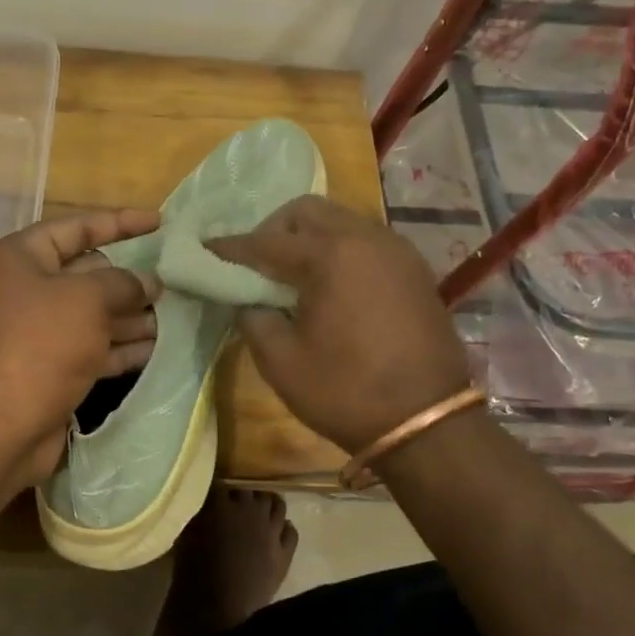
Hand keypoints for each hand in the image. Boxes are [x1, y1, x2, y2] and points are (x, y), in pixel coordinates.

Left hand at [0, 208, 161, 488]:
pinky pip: (90, 348)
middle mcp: (22, 290)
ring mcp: (34, 333)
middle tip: (174, 279)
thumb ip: (123, 284)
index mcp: (18, 258)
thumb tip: (147, 282)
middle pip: (85, 273)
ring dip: (131, 315)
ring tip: (177, 314)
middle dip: (129, 278)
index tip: (160, 222)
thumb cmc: (39, 345)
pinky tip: (157, 347)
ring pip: (91, 314)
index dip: (119, 222)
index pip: (75, 228)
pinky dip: (120, 347)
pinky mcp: (47, 369)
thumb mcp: (86, 300)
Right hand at [209, 195, 471, 453]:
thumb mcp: (281, 361)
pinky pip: (366, 241)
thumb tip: (246, 299)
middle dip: (274, 229)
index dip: (231, 248)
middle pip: (307, 211)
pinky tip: (331, 285)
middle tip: (257, 264)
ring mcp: (396, 251)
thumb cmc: (346, 392)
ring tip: (294, 275)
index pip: (266, 241)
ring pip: (340, 221)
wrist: (428, 424)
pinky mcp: (414, 270)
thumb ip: (252, 317)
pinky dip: (340, 250)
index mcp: (330, 256)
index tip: (206, 250)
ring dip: (310, 237)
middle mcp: (366, 239)